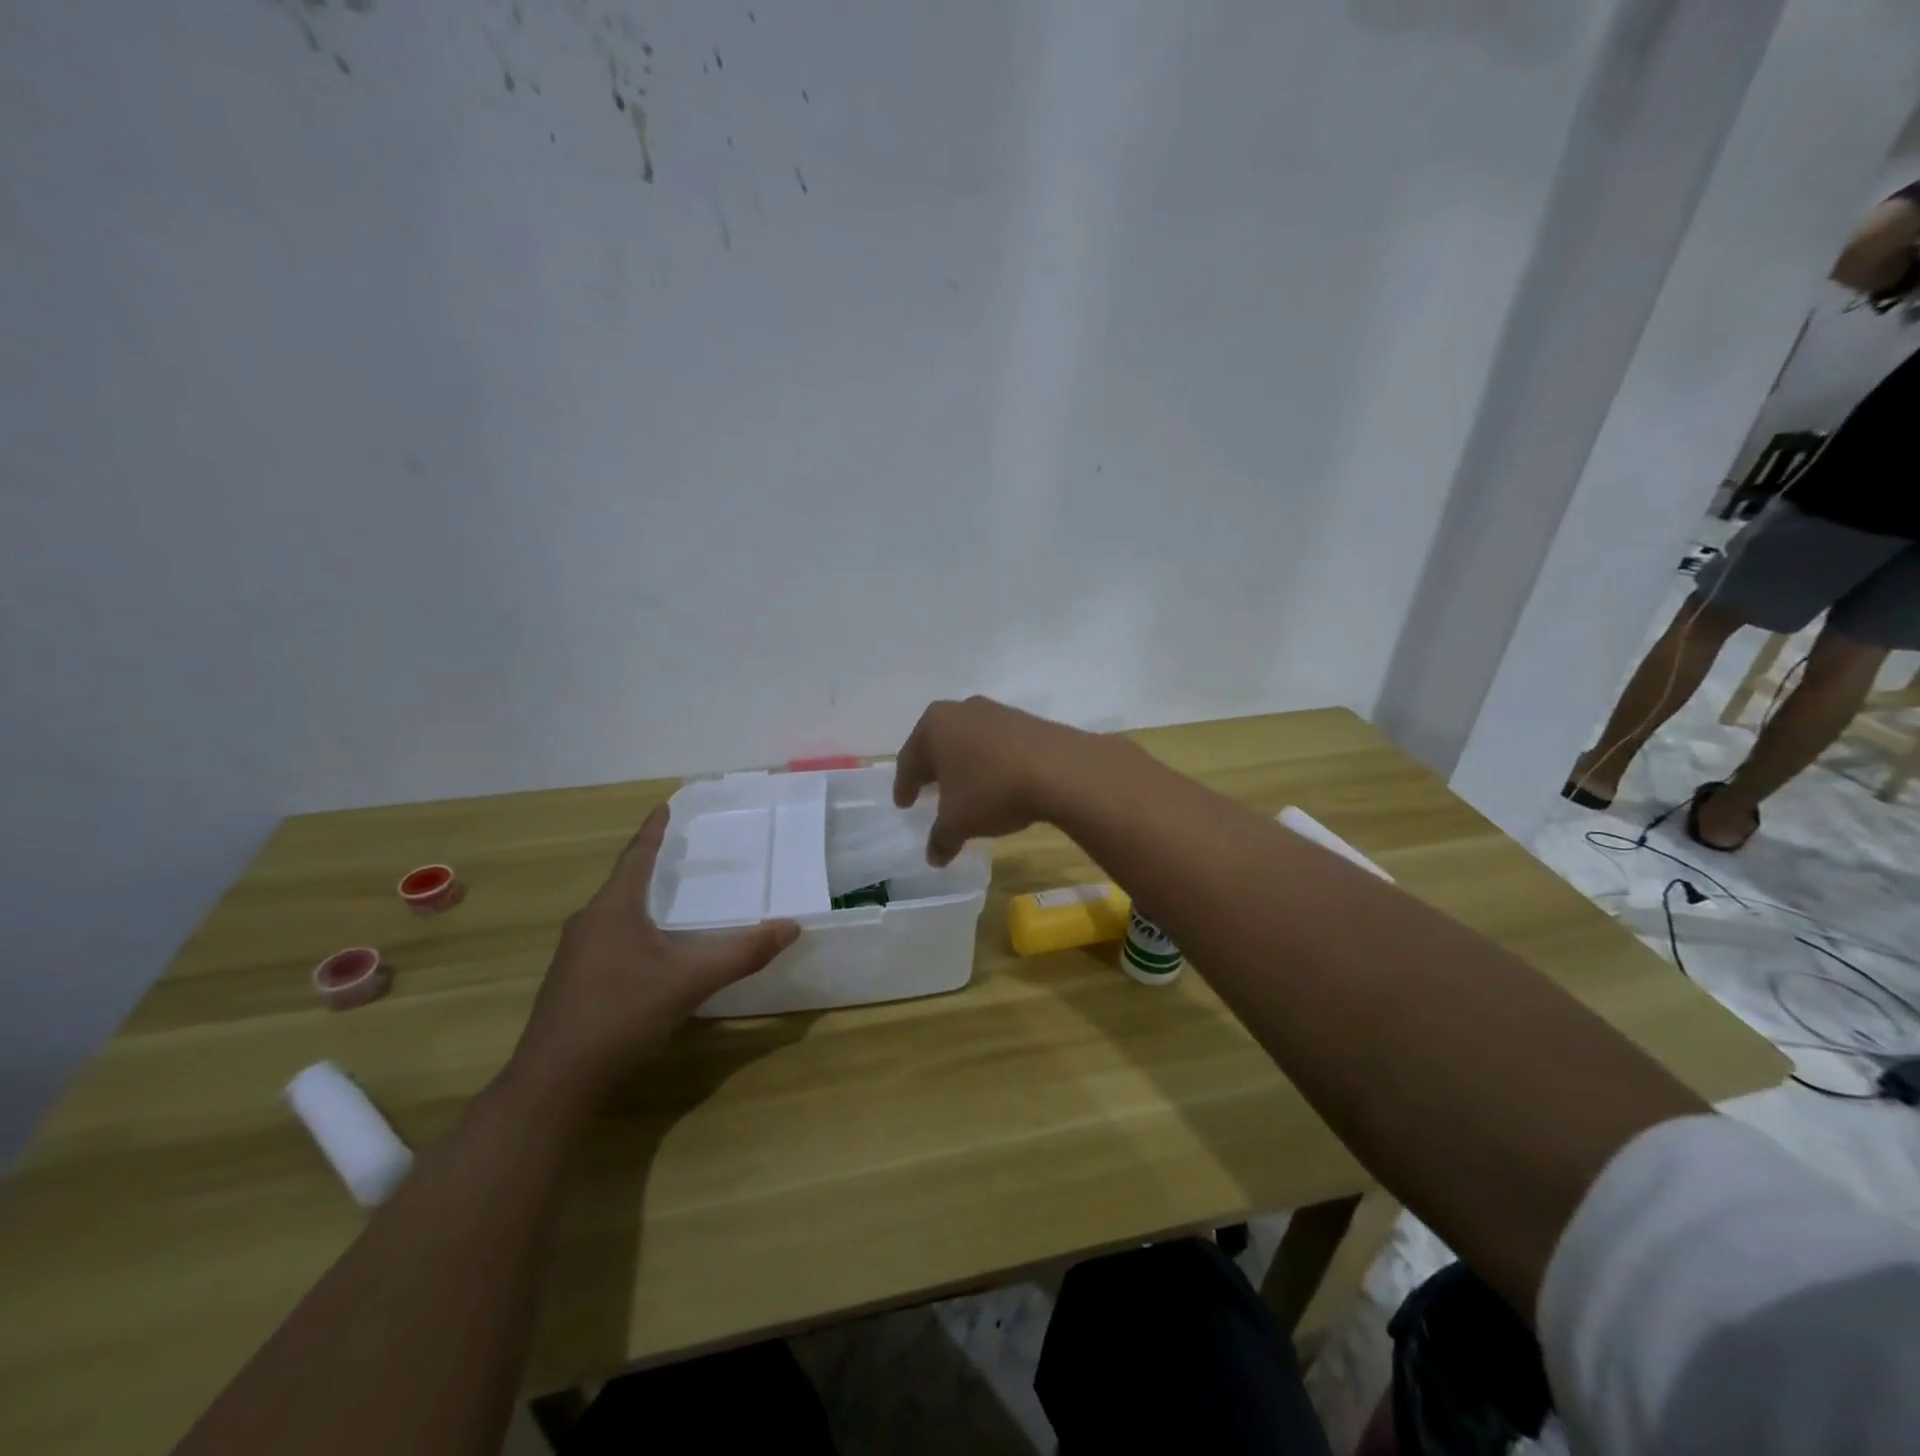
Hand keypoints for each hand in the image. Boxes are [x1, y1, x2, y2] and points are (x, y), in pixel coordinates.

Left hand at [506, 806, 799, 1110]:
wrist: (555, 1080)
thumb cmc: (622, 1014)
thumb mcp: (690, 981)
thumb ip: (742, 953)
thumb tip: (791, 927)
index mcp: (614, 909)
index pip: (637, 856)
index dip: (654, 830)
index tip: (666, 805)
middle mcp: (589, 922)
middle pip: (624, 881)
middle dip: (652, 863)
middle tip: (683, 850)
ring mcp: (575, 953)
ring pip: (615, 912)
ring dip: (643, 898)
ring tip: (673, 894)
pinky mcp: (572, 980)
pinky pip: (609, 936)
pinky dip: (634, 927)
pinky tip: (652, 948)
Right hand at [892, 696, 1108, 864]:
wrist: (1060, 769)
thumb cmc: (992, 790)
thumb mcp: (959, 822)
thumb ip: (941, 839)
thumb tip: (934, 857)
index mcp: (933, 727)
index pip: (909, 760)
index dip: (905, 786)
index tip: (904, 803)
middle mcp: (961, 711)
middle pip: (937, 743)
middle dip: (933, 768)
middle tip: (929, 789)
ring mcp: (996, 711)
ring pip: (968, 741)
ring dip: (964, 763)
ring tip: (966, 786)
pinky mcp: (1026, 720)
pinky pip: (997, 743)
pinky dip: (991, 761)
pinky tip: (998, 781)